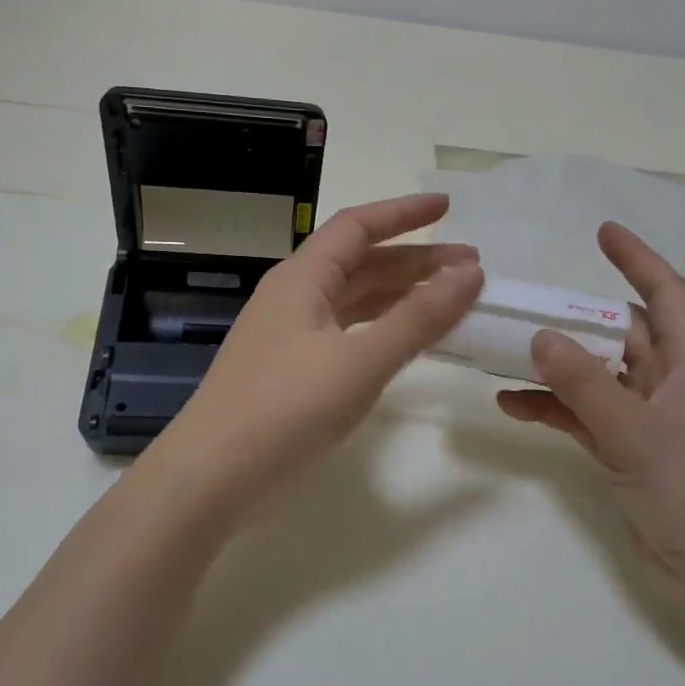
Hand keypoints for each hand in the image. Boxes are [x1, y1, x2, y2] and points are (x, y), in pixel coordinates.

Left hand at [165, 193, 483, 505]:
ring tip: (452, 300)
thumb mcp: (360, 360)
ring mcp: (292, 337)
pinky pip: (348, 335)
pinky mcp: (294, 373)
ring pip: (355, 302)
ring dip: (402, 296)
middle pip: (361, 264)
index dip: (404, 213)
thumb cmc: (286, 407)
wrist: (213, 476)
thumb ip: (418, 316)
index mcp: (302, 278)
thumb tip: (471, 272)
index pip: (357, 226)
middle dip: (415, 261)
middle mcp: (295, 297)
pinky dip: (383, 331)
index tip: (449, 209)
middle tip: (471, 268)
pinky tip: (409, 342)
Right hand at [497, 222, 684, 615]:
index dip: (637, 260)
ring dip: (555, 368)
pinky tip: (511, 405)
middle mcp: (673, 384)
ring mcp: (650, 421)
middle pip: (622, 335)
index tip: (602, 232)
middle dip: (575, 320)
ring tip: (503, 353)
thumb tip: (540, 335)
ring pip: (597, 377)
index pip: (666, 295)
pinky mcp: (630, 453)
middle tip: (524, 304)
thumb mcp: (635, 431)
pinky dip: (553, 409)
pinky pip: (585, 417)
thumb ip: (584, 383)